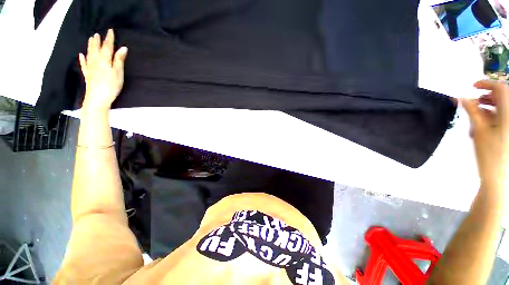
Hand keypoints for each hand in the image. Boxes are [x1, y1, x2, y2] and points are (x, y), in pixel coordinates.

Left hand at [79, 29, 127, 112]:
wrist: (98, 98)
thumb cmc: (111, 85)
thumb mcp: (118, 73)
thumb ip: (119, 60)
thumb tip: (123, 48)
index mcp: (104, 60)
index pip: (107, 46)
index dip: (109, 39)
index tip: (110, 31)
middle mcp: (95, 61)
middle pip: (96, 49)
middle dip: (97, 41)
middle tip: (97, 34)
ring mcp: (90, 68)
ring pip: (89, 54)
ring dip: (90, 46)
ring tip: (90, 39)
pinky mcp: (88, 74)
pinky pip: (84, 64)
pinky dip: (82, 59)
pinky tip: (81, 55)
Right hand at [462, 80, 508, 187]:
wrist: (498, 177)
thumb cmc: (489, 153)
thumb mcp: (479, 130)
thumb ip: (471, 111)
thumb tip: (460, 97)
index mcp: (508, 114)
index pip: (500, 88)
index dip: (486, 83)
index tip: (472, 86)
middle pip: (502, 97)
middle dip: (486, 97)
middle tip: (473, 102)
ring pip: (501, 108)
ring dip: (487, 108)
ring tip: (475, 117)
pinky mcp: (508, 132)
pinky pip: (501, 118)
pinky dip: (491, 117)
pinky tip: (481, 125)